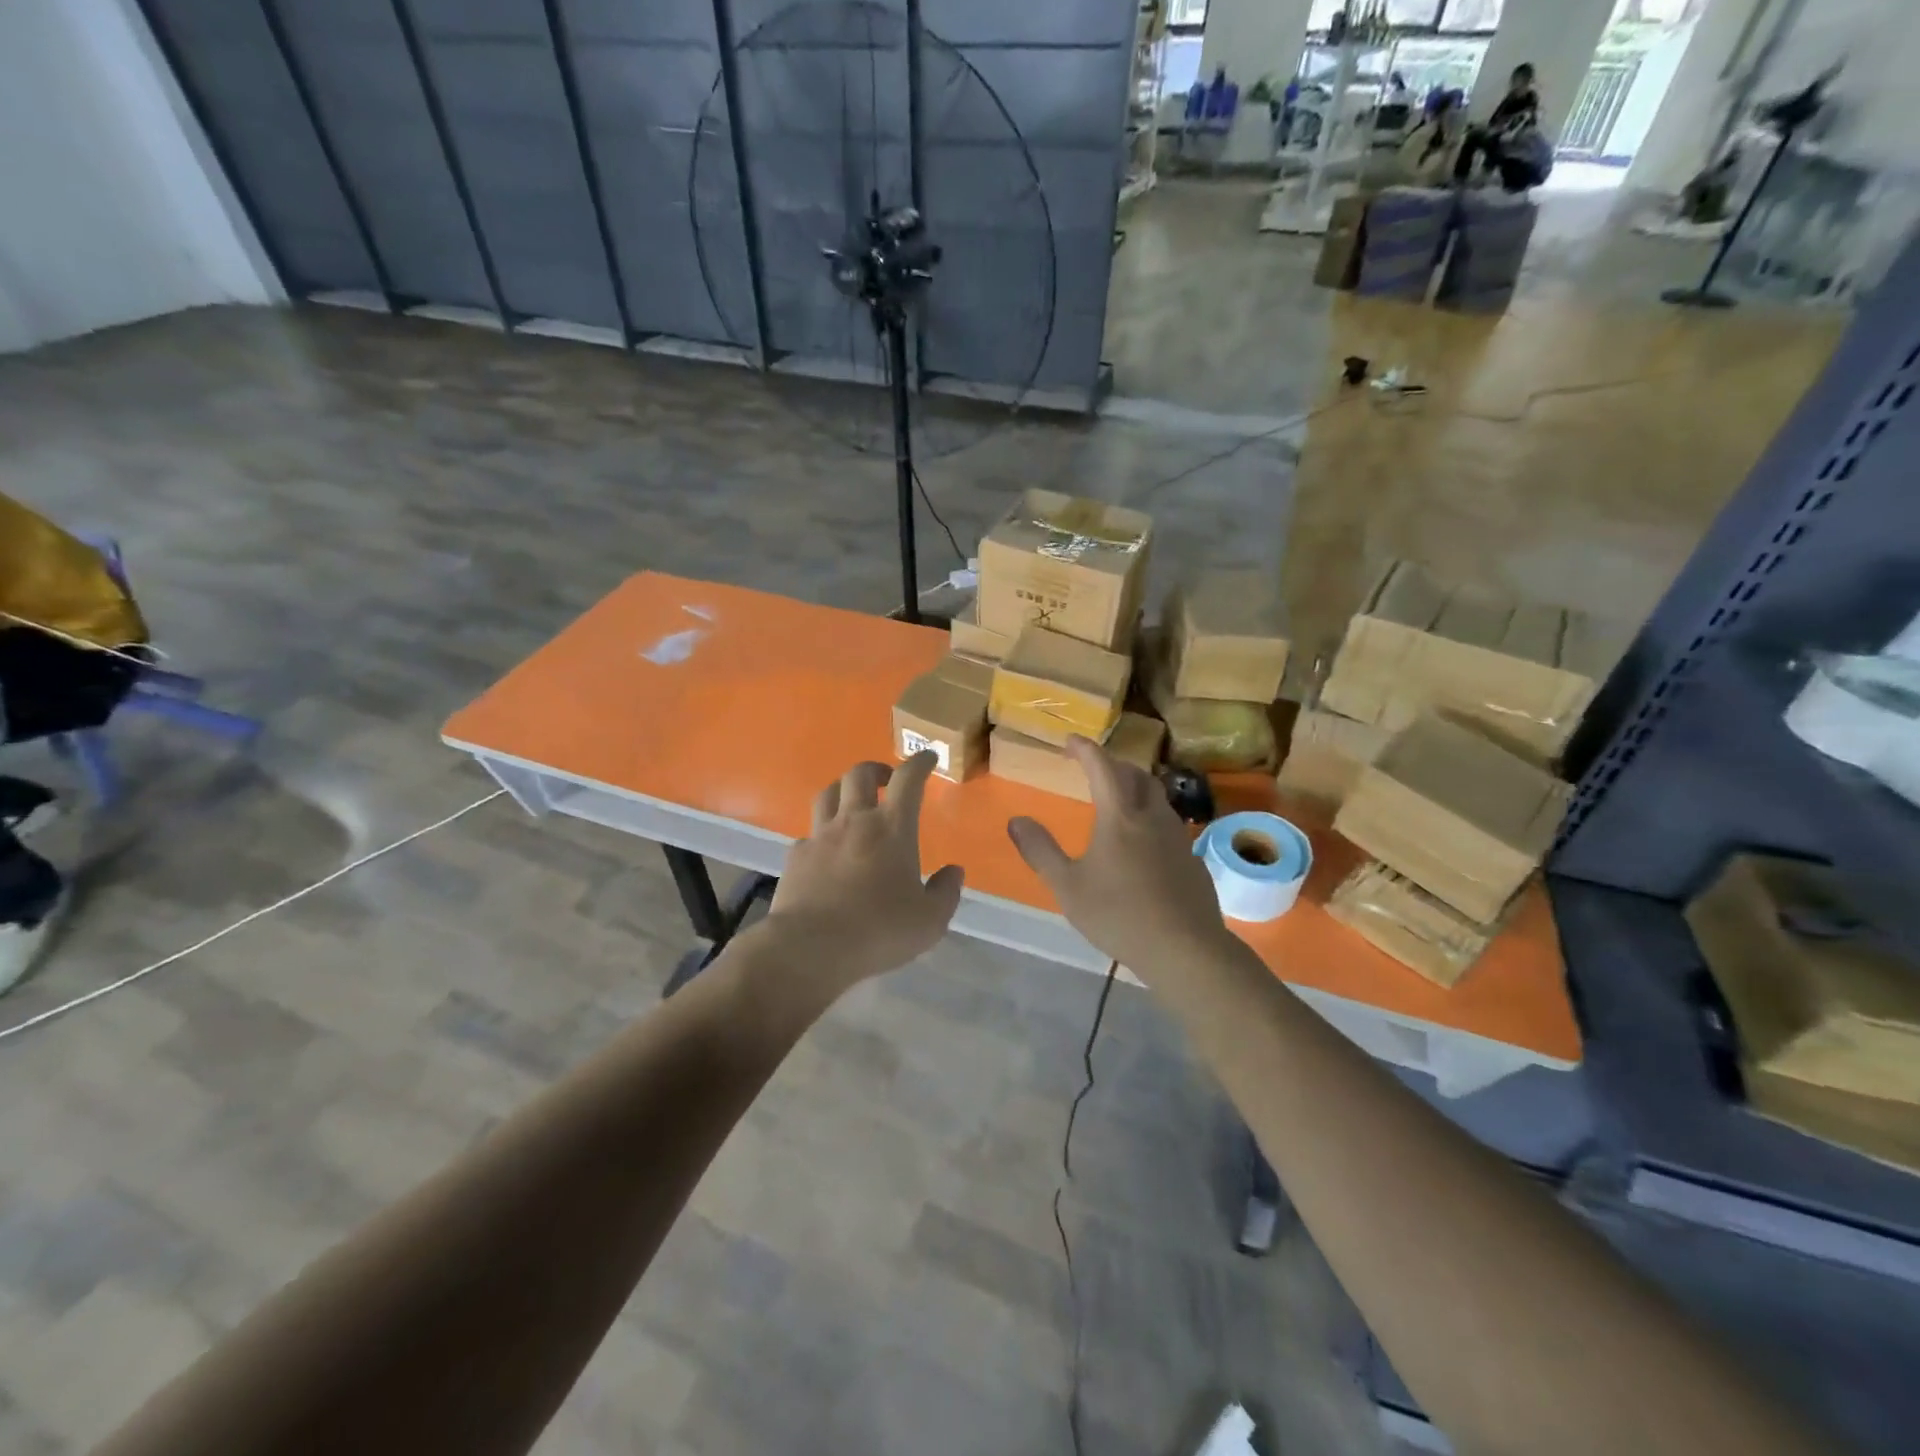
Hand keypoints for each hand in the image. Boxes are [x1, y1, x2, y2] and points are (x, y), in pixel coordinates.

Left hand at [762, 751, 964, 993]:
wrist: (811, 948)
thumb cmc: (879, 930)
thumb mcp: (930, 920)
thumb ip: (946, 892)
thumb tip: (953, 871)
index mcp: (892, 828)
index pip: (908, 780)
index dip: (919, 763)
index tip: (927, 757)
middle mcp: (854, 821)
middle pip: (860, 774)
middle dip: (877, 769)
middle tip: (887, 780)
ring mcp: (820, 836)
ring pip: (828, 793)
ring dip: (844, 789)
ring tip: (853, 801)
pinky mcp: (796, 857)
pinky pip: (809, 833)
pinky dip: (820, 833)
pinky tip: (825, 850)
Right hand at [1006, 737, 1231, 978]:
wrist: (1185, 949)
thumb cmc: (1119, 915)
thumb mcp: (1067, 886)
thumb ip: (1040, 851)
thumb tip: (1016, 820)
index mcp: (1119, 817)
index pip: (1102, 767)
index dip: (1086, 749)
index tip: (1070, 741)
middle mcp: (1152, 817)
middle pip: (1136, 776)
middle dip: (1114, 766)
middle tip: (1094, 772)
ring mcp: (1177, 838)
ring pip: (1157, 798)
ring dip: (1136, 790)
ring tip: (1118, 804)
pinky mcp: (1192, 860)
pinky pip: (1169, 826)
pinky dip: (1150, 820)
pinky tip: (1143, 846)